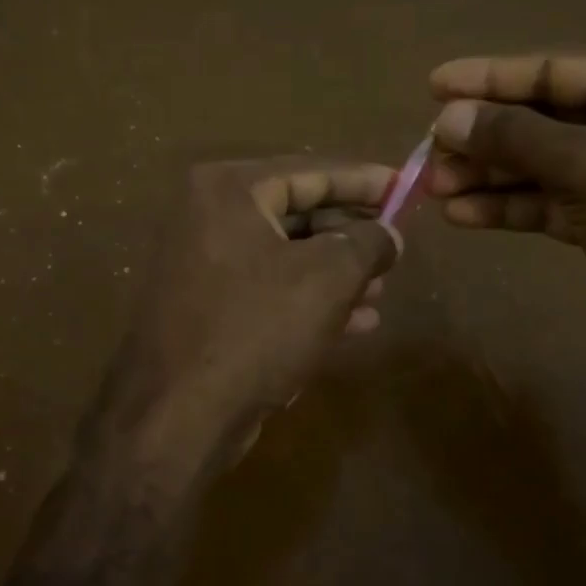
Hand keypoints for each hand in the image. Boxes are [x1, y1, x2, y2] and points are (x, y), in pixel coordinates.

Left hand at [95, 158, 401, 470]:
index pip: (310, 171)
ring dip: (337, 273)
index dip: (364, 180)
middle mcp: (206, 218)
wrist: (180, 414)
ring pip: (286, 258)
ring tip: (383, 290)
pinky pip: (269, 291)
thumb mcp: (328, 278)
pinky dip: (310, 301)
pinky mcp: (206, 309)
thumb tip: (389, 234)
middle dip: (351, 234)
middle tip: (396, 248)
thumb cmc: (256, 329)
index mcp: (227, 190)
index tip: (405, 186)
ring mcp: (202, 266)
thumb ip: (368, 243)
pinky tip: (357, 322)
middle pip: (297, 213)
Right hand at [428, 51, 585, 379]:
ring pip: (539, 164)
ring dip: (487, 175)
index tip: (435, 85)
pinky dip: (506, 207)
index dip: (492, 77)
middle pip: (543, 118)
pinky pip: (545, 202)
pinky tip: (461, 213)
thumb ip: (516, 138)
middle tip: (430, 151)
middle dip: (485, 136)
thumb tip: (446, 118)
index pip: (558, 69)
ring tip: (433, 185)